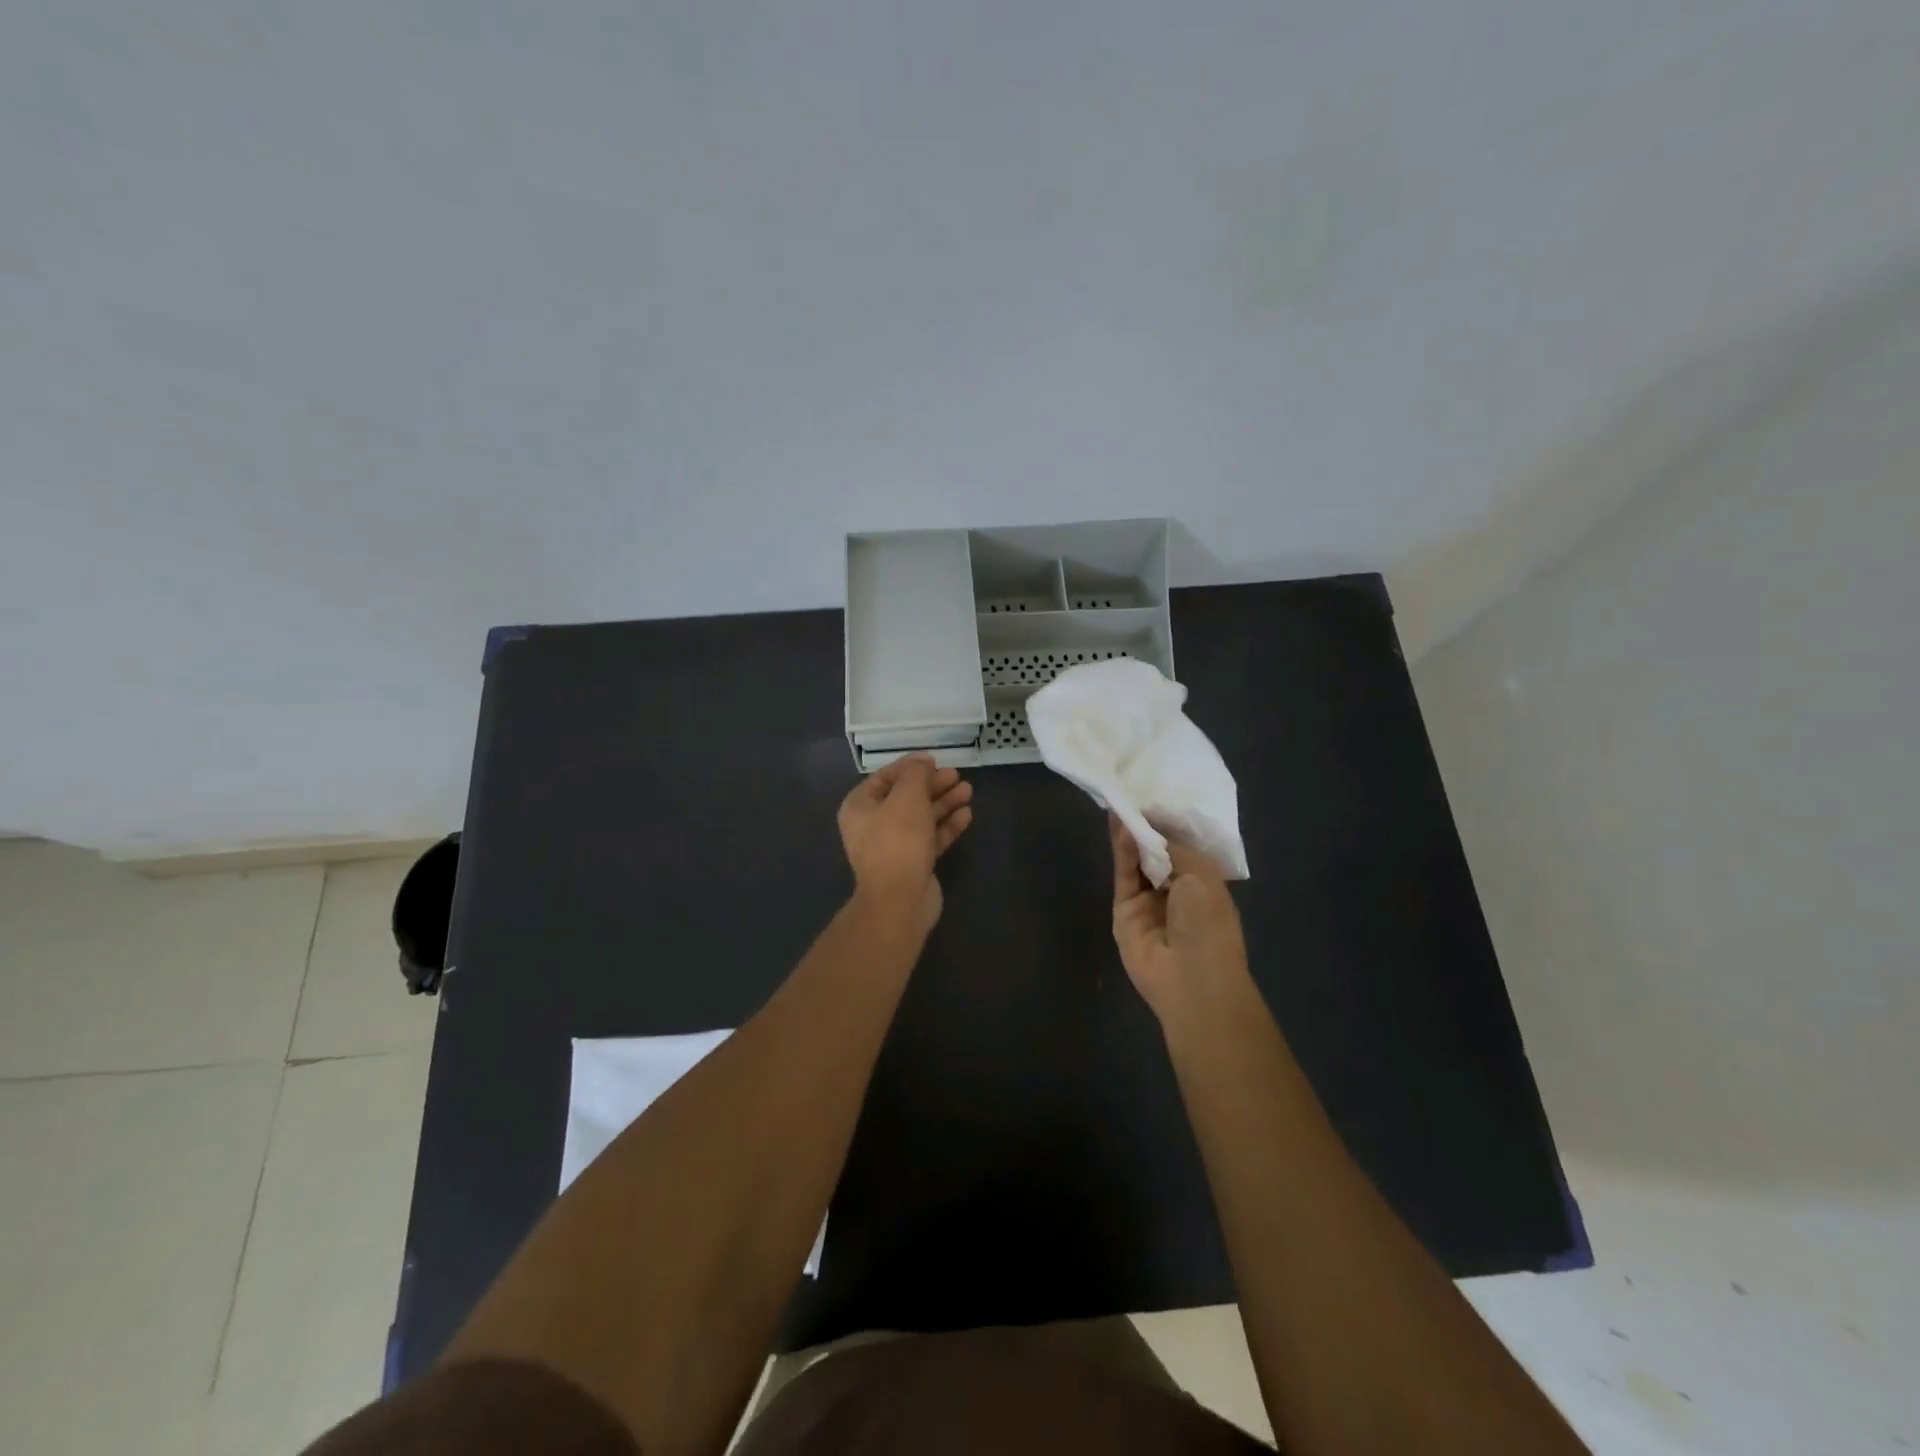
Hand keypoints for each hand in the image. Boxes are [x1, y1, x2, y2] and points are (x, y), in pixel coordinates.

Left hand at [838, 754, 973, 932]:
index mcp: (860, 807)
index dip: (910, 766)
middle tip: (956, 775)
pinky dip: (947, 825)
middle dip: (932, 785)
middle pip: (905, 797)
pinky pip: (931, 838)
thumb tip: (922, 763)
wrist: (900, 900)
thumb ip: (916, 774)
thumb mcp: (907, 797)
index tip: (934, 759)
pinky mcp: (914, 863)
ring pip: (921, 817)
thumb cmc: (898, 840)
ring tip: (968, 790)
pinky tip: (967, 814)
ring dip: (943, 802)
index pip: (885, 777)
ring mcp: (894, 846)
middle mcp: (873, 825)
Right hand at [1110, 812, 1247, 1021]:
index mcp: (1204, 883)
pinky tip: (1120, 825)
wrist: (1191, 979)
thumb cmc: (1209, 923)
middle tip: (1132, 793)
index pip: (1182, 847)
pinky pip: (1123, 875)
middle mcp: (1176, 891)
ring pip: (1136, 861)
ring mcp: (1148, 902)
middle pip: (1156, 853)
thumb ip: (1172, 848)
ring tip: (1120, 802)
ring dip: (1131, 834)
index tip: (1155, 796)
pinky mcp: (1124, 910)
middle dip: (1147, 827)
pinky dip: (1122, 850)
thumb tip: (1150, 830)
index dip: (1168, 824)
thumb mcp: (1200, 876)